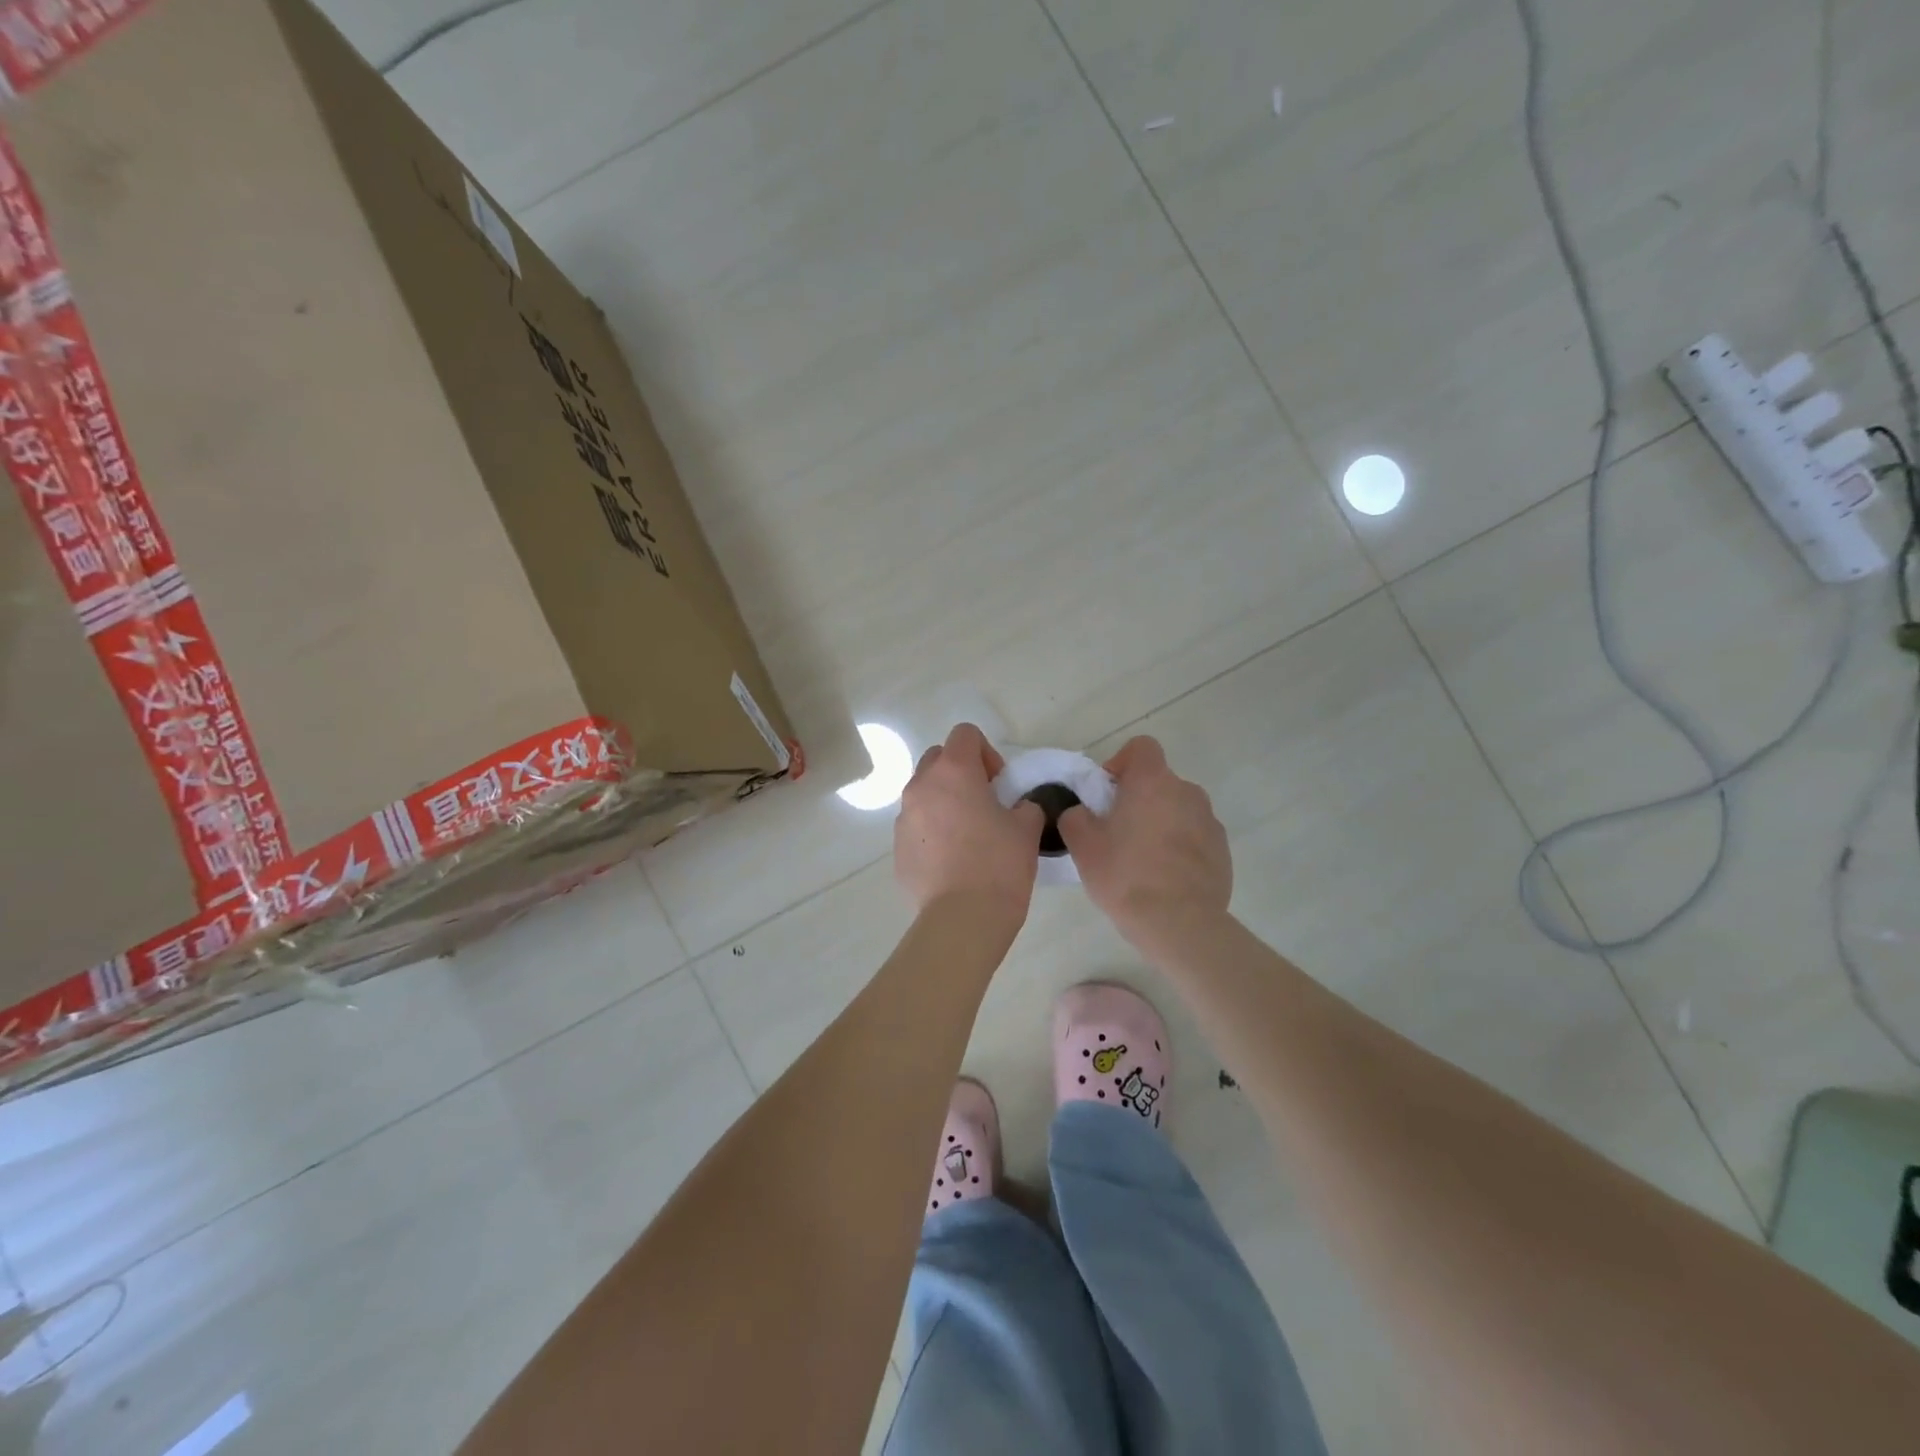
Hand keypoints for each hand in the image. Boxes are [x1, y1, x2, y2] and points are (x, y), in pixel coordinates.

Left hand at [894, 723, 1044, 922]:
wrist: (962, 918)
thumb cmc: (999, 864)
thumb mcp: (1027, 828)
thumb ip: (1025, 805)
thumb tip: (1018, 807)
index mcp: (953, 772)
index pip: (965, 734)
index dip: (987, 752)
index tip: (1000, 784)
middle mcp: (921, 787)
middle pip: (938, 758)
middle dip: (961, 772)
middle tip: (984, 802)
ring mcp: (904, 818)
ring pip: (924, 793)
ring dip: (944, 801)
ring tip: (968, 834)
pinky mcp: (897, 848)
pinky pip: (916, 826)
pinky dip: (933, 831)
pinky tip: (953, 861)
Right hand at [1059, 736, 1231, 938]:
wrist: (1180, 924)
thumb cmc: (1126, 876)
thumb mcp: (1082, 845)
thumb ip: (1075, 816)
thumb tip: (1082, 812)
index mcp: (1153, 782)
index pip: (1141, 747)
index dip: (1121, 763)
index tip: (1107, 793)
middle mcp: (1187, 792)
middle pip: (1158, 782)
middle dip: (1138, 799)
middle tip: (1117, 833)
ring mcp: (1210, 821)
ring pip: (1177, 810)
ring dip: (1160, 823)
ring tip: (1142, 860)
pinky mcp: (1222, 851)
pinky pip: (1194, 837)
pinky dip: (1180, 847)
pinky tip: (1165, 878)